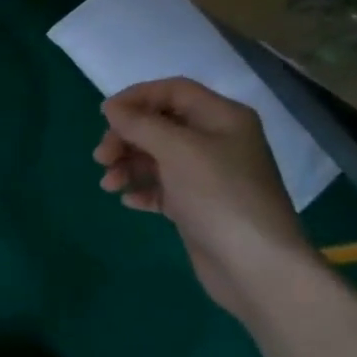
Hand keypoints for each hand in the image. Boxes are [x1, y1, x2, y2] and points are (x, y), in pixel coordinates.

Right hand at [95, 78, 319, 314]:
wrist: (254, 265)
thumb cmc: (218, 196)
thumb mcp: (178, 151)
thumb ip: (141, 125)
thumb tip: (111, 107)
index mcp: (222, 117)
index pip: (173, 91)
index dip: (137, 98)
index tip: (104, 116)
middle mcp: (216, 141)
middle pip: (161, 125)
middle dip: (127, 137)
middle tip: (101, 158)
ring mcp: (207, 176)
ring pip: (158, 158)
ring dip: (129, 165)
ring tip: (109, 185)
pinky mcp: (197, 206)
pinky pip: (163, 188)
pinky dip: (143, 189)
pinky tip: (129, 201)